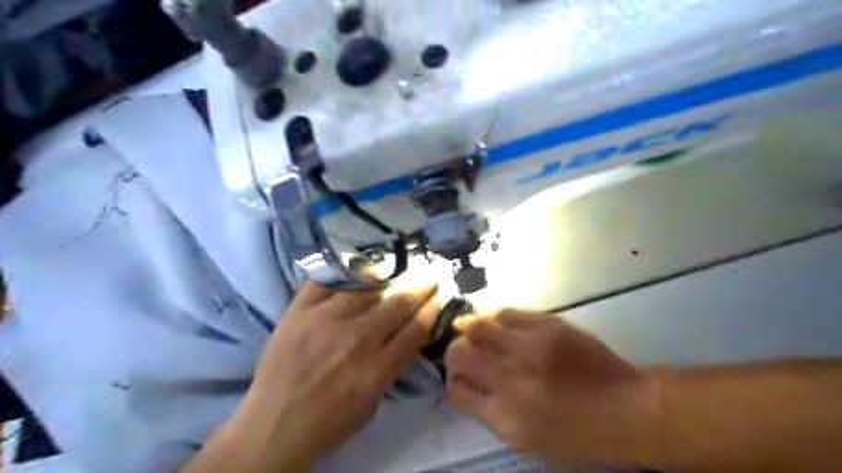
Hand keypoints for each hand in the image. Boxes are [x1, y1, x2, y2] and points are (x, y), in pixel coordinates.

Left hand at [228, 281, 440, 468]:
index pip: (416, 328)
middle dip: (420, 287)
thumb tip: (405, 336)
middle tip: (429, 276)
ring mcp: (326, 320)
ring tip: (396, 271)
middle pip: (398, 303)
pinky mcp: (300, 312)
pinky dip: (343, 275)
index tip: (440, 296)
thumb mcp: (373, 402)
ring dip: (387, 278)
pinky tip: (356, 272)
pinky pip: (325, 282)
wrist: (273, 426)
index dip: (432, 309)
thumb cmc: (329, 421)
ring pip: (367, 288)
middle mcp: (358, 338)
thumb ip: (391, 367)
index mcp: (378, 367)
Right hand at [443, 308, 645, 462]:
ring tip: (472, 331)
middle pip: (458, 354)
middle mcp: (509, 379)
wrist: (626, 409)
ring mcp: (528, 348)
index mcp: (504, 416)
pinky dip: (495, 318)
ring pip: (477, 326)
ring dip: (469, 330)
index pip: (456, 391)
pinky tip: (498, 323)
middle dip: (453, 354)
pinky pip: (506, 313)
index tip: (461, 379)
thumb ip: (492, 414)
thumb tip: (470, 389)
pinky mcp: (546, 326)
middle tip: (463, 354)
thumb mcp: (529, 442)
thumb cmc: (578, 435)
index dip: (453, 383)